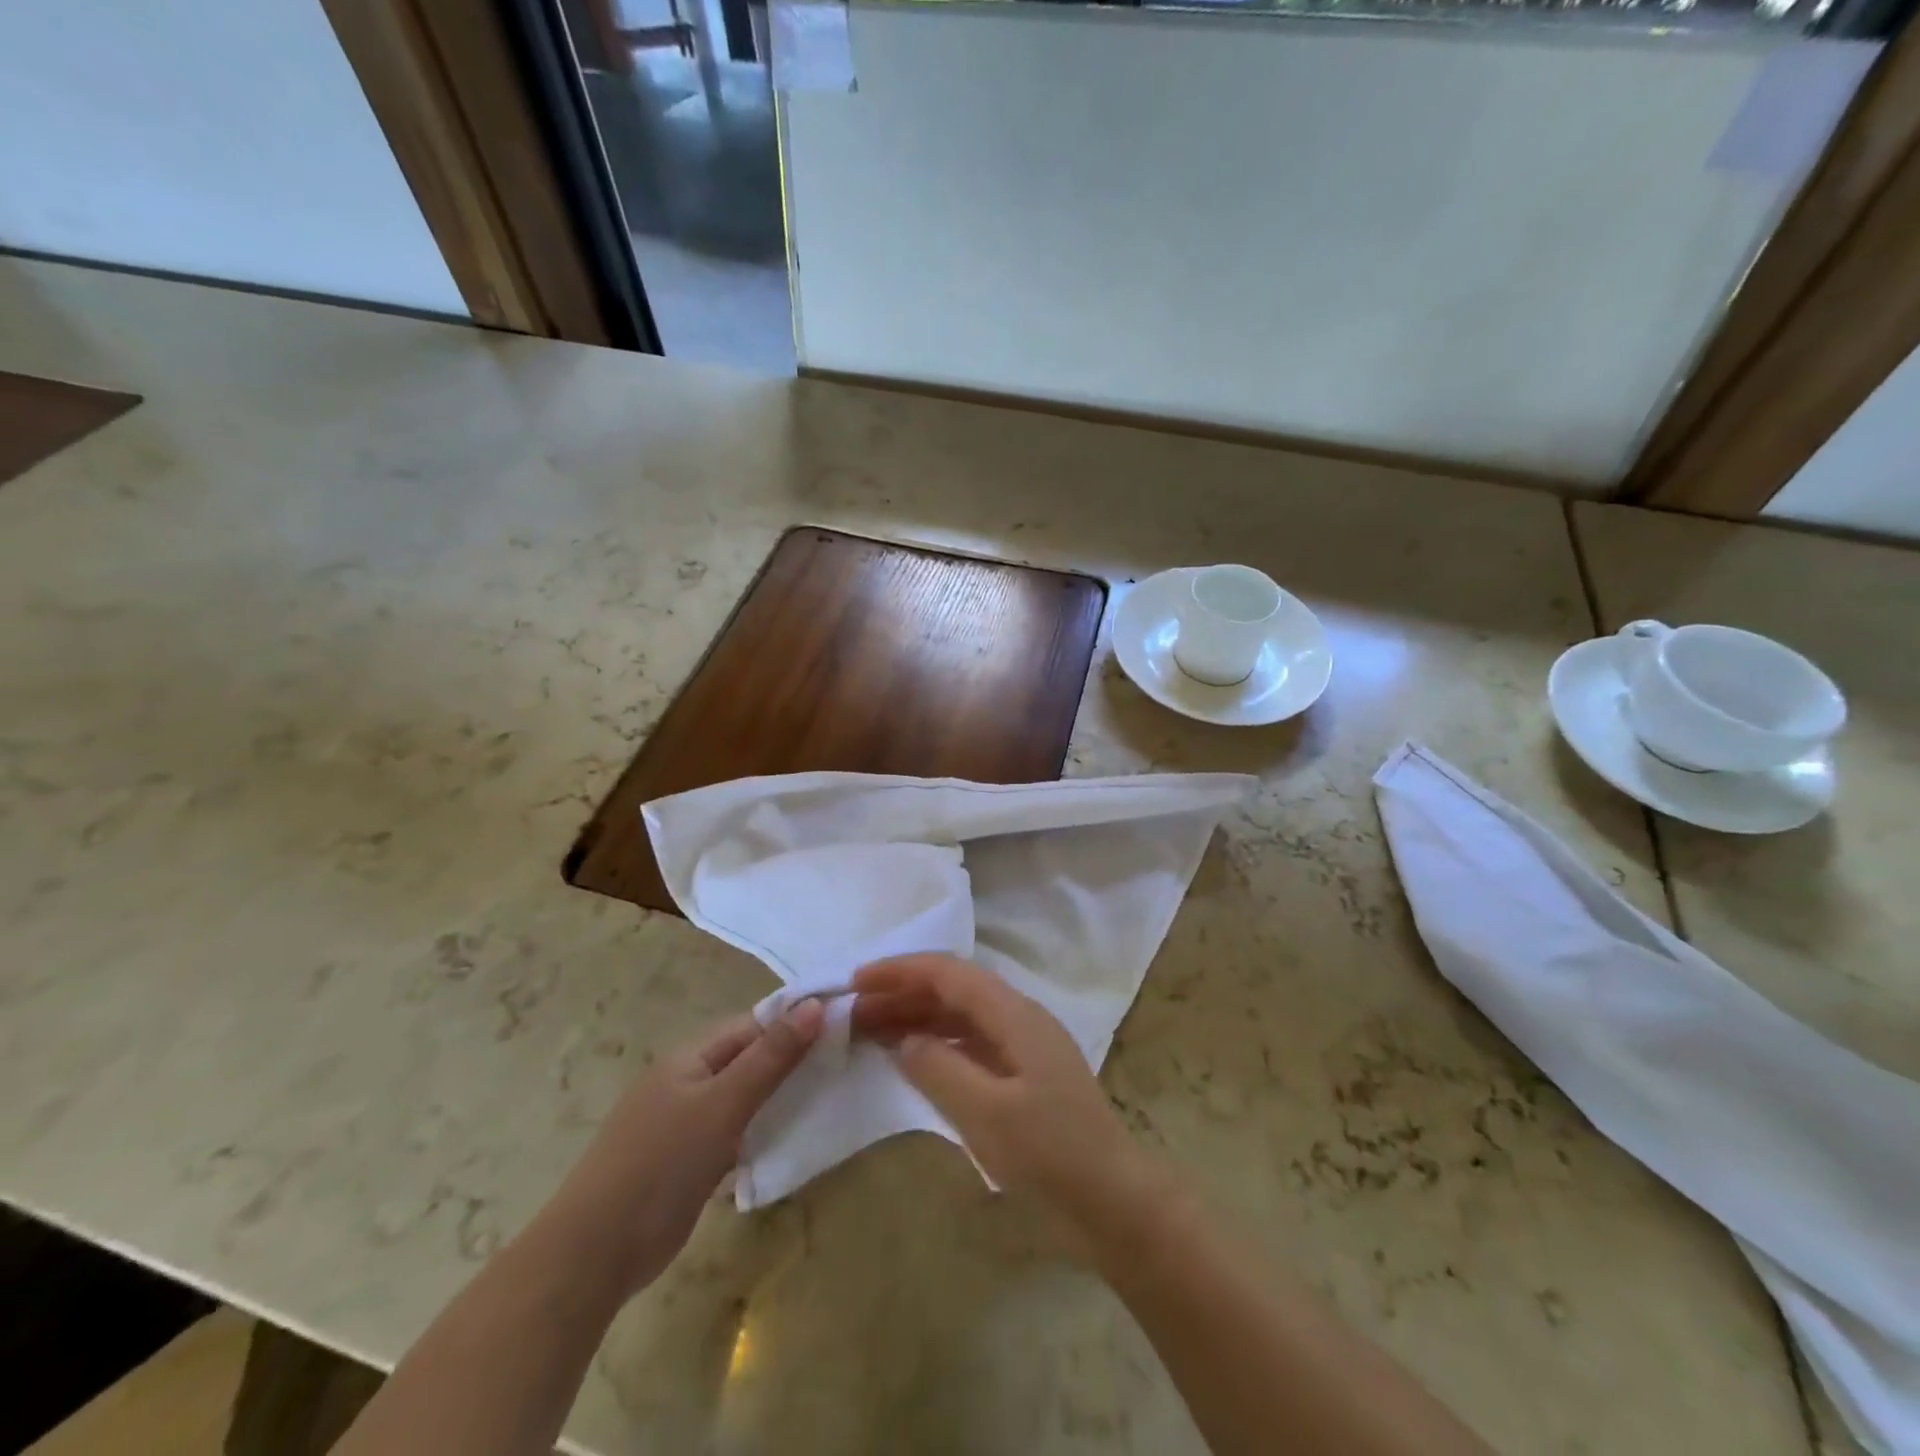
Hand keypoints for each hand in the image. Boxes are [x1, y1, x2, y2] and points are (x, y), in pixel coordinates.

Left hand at [549, 1000, 822, 1295]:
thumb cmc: (662, 1164)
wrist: (594, 1254)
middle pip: (750, 1058)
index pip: (754, 1024)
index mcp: (691, 1056)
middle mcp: (688, 1081)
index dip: (796, 1021)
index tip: (844, 1026)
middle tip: (845, 1063)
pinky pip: (735, 1132)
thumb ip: (771, 1057)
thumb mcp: (723, 1104)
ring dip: (781, 1097)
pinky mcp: (688, 1162)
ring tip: (831, 1097)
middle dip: (793, 1060)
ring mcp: (686, 1123)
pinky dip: (762, 1132)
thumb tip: (816, 1004)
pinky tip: (792, 1140)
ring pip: (745, 1097)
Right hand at [852, 954, 1148, 1225]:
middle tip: (853, 1013)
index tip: (857, 981)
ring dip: (916, 1019)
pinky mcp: (1023, 1077)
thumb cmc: (1052, 1155)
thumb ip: (939, 1069)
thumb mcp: (987, 1114)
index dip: (901, 971)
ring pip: (960, 1017)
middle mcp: (1020, 1019)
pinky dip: (937, 1046)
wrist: (1115, 1203)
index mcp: (1015, 1015)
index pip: (950, 974)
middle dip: (903, 994)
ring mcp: (1024, 1048)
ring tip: (870, 1032)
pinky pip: (971, 1045)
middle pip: (953, 991)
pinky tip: (912, 1060)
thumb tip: (904, 1040)